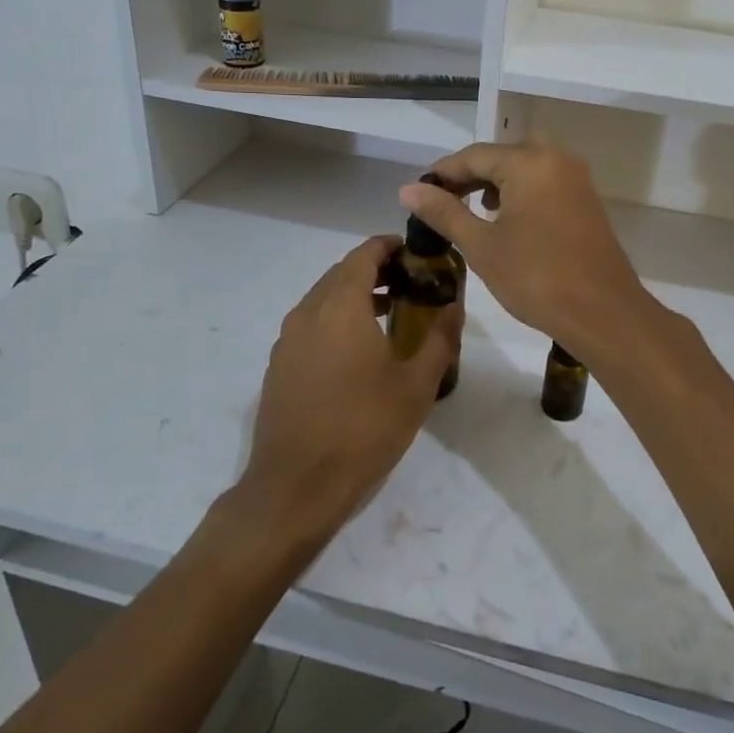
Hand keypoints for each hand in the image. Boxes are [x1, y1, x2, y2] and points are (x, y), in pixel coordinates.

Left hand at [241, 236, 462, 533]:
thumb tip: (454, 309)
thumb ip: (439, 340)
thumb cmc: (363, 429)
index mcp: (341, 307)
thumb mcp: (416, 386)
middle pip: (341, 273)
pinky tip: (357, 350)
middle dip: (374, 270)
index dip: (388, 246)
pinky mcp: (279, 365)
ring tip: (389, 312)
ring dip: (354, 296)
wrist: (296, 486)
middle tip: (409, 281)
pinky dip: (335, 319)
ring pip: (322, 299)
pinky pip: (310, 324)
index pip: (363, 255)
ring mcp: (287, 340)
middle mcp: (308, 312)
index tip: (413, 251)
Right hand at [400, 139, 650, 357]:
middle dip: (472, 174)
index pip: (475, 155)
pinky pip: (546, 182)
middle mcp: (556, 159)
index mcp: (529, 162)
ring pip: (527, 166)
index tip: (419, 193)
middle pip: (503, 155)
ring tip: (473, 210)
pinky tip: (508, 220)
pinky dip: (522, 191)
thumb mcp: (482, 245)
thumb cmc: (536, 277)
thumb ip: (444, 212)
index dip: (444, 172)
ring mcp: (577, 179)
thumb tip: (409, 189)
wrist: (603, 312)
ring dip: (498, 182)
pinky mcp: (587, 200)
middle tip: (446, 200)